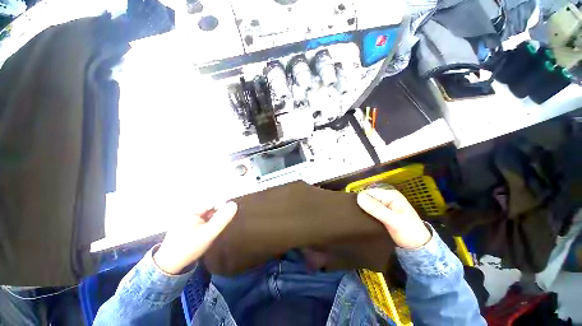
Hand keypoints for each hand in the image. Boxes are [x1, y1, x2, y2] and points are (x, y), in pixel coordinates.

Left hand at [153, 202, 237, 274]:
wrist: (168, 266)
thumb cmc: (189, 248)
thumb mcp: (208, 233)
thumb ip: (222, 219)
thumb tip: (234, 204)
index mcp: (191, 210)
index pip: (212, 201)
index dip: (223, 206)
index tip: (231, 213)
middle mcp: (188, 212)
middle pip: (210, 207)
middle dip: (219, 213)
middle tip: (226, 223)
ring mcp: (187, 219)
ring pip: (207, 214)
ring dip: (214, 219)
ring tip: (219, 228)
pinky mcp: (187, 226)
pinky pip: (202, 220)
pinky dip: (209, 223)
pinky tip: (211, 231)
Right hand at [357, 188, 430, 248]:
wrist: (417, 247)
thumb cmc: (409, 233)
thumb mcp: (393, 221)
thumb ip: (377, 209)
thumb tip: (359, 197)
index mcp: (391, 194)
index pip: (368, 193)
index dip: (361, 201)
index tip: (359, 213)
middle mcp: (386, 196)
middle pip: (367, 197)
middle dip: (362, 205)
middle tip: (359, 217)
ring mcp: (384, 204)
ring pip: (367, 203)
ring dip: (364, 210)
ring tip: (361, 219)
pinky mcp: (382, 211)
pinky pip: (370, 209)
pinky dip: (367, 214)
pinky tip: (365, 220)